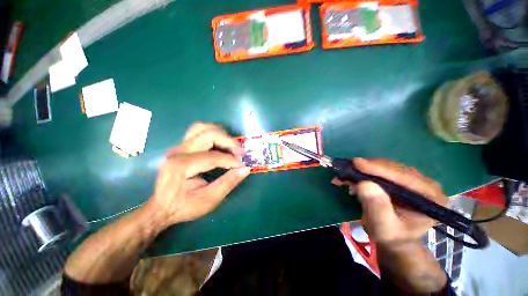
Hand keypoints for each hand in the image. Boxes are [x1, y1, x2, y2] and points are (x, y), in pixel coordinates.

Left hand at [148, 122, 250, 225]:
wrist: (161, 208)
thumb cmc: (183, 206)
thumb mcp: (209, 200)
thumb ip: (228, 183)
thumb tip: (246, 169)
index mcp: (181, 166)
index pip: (213, 156)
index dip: (231, 160)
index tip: (243, 165)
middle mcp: (178, 151)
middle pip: (208, 134)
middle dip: (229, 141)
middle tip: (240, 152)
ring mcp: (179, 146)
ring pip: (202, 128)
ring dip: (221, 134)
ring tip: (232, 146)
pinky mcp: (182, 146)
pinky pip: (199, 131)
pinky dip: (214, 134)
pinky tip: (221, 144)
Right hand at [332, 158, 447, 244]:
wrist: (394, 238)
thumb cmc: (391, 236)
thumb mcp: (383, 227)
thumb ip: (377, 208)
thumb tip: (364, 183)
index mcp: (431, 198)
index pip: (404, 177)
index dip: (379, 168)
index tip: (356, 163)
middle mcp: (426, 184)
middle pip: (393, 168)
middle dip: (367, 168)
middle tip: (345, 170)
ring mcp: (414, 179)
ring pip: (385, 166)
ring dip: (363, 169)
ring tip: (345, 175)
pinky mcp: (401, 178)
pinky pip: (381, 169)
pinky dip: (364, 171)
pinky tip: (351, 175)